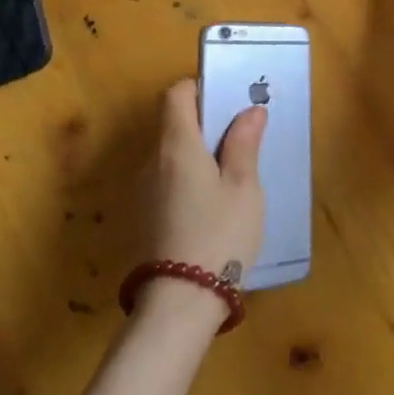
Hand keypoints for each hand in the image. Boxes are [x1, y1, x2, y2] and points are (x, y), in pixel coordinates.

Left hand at [140, 81, 266, 318]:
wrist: (179, 305)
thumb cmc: (219, 236)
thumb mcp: (243, 187)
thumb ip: (244, 144)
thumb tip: (250, 111)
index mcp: (176, 146)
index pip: (176, 95)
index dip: (200, 89)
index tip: (228, 101)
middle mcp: (152, 162)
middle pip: (174, 125)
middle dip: (206, 124)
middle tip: (243, 139)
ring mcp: (143, 192)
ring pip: (172, 156)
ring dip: (199, 155)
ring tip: (233, 176)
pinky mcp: (144, 218)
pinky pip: (168, 182)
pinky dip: (189, 180)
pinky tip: (214, 207)